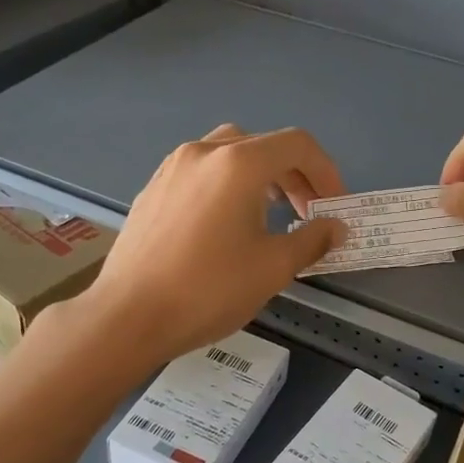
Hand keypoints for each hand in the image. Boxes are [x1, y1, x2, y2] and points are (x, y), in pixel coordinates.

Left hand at [73, 124, 346, 367]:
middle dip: (296, 175)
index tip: (335, 206)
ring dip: (262, 176)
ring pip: (230, 153)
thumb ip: (313, 239)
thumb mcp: (273, 267)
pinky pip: (203, 171)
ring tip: (272, 212)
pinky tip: (228, 222)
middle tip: (309, 212)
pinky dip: (228, 184)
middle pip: (264, 145)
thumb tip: (335, 228)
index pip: (297, 145)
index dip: (326, 172)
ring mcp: (173, 167)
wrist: (128, 316)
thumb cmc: (208, 290)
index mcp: (238, 164)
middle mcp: (204, 152)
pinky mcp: (154, 188)